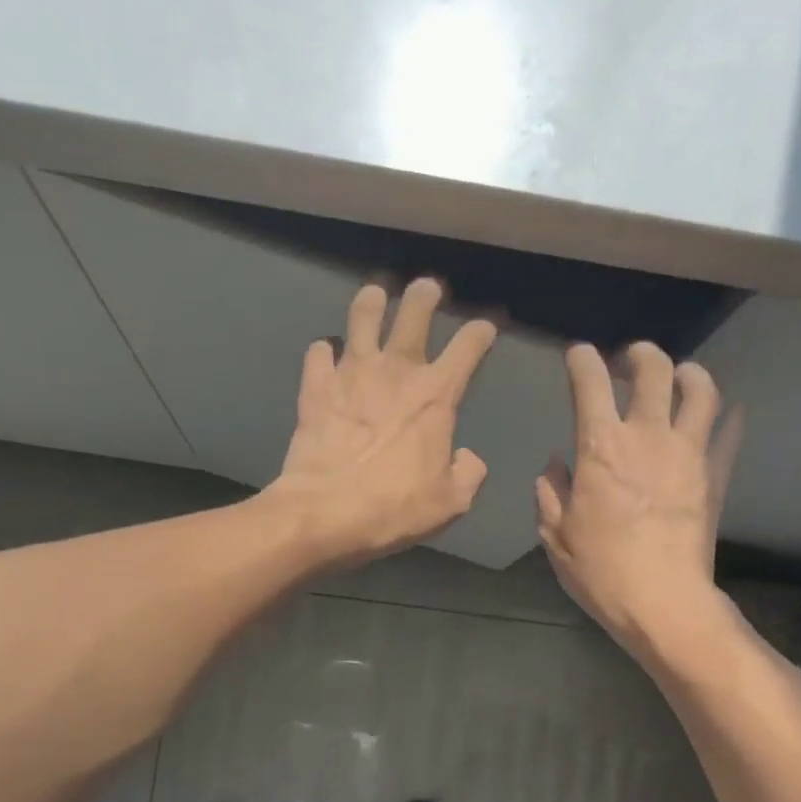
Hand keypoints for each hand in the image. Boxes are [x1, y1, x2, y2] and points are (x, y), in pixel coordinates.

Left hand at [269, 279, 496, 564]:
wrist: (326, 512)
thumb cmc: (394, 509)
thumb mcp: (450, 503)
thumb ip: (468, 474)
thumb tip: (466, 456)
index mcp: (436, 396)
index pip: (468, 348)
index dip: (480, 333)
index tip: (484, 329)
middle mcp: (396, 372)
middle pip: (414, 312)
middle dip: (424, 295)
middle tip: (427, 289)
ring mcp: (351, 374)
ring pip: (362, 317)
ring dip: (371, 303)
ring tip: (374, 297)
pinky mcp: (316, 387)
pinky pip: (319, 353)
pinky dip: (324, 351)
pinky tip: (326, 355)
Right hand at [535, 342, 742, 657]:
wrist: (663, 601)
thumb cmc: (601, 570)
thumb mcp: (556, 536)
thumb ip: (551, 492)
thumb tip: (555, 465)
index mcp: (600, 447)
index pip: (591, 382)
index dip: (582, 360)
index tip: (578, 357)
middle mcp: (647, 436)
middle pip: (653, 370)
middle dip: (639, 355)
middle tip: (630, 361)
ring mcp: (689, 452)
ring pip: (701, 390)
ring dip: (689, 373)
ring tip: (681, 376)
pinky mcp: (716, 475)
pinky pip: (729, 433)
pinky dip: (728, 418)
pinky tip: (727, 414)